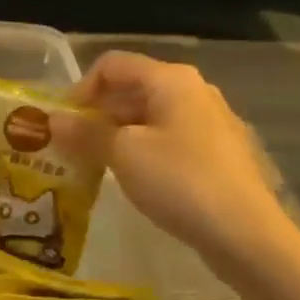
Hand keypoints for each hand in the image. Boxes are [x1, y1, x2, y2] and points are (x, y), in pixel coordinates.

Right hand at [54, 51, 299, 269]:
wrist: (246, 234)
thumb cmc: (180, 181)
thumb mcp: (123, 154)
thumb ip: (85, 133)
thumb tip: (53, 120)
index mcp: (171, 79)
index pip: (112, 65)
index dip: (80, 89)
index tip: (62, 124)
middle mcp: (193, 90)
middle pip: (132, 88)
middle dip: (97, 114)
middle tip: (71, 147)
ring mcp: (209, 121)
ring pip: (150, 116)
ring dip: (117, 134)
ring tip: (95, 165)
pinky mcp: (217, 151)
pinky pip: (169, 138)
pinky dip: (143, 149)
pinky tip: (132, 178)